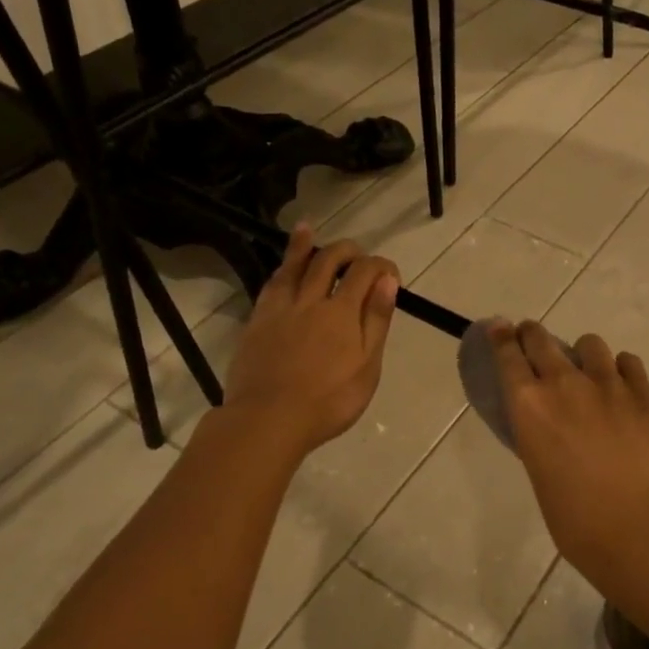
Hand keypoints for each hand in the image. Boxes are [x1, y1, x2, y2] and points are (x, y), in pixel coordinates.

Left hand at [223, 226, 399, 456]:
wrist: (268, 419)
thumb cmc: (328, 401)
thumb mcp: (367, 367)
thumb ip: (376, 322)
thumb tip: (387, 282)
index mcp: (342, 312)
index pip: (365, 272)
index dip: (381, 265)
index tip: (390, 274)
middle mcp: (311, 300)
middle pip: (328, 261)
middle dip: (347, 250)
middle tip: (357, 252)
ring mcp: (280, 309)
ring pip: (294, 266)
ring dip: (304, 245)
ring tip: (308, 228)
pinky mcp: (257, 321)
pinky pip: (272, 285)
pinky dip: (281, 268)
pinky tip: (282, 269)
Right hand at [487, 321, 648, 574]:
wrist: (637, 526)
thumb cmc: (575, 518)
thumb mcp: (539, 473)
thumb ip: (540, 438)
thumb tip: (548, 427)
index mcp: (529, 406)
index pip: (507, 356)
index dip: (501, 337)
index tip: (500, 327)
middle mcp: (564, 384)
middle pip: (542, 339)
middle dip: (533, 334)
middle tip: (532, 337)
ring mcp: (607, 384)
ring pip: (590, 343)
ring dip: (583, 353)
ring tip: (588, 370)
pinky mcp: (642, 394)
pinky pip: (628, 362)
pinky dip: (621, 368)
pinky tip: (622, 383)